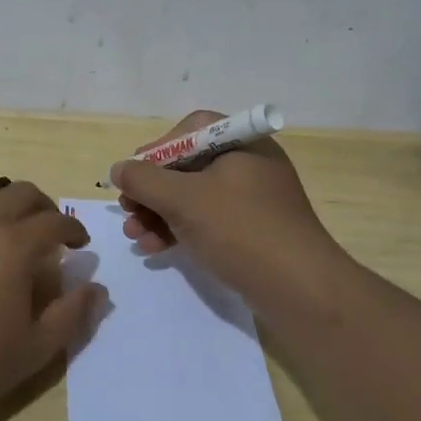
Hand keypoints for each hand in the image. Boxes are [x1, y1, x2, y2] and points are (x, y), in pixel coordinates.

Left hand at [0, 181, 102, 420]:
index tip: (81, 244)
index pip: (54, 222)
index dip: (74, 230)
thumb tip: (97, 289)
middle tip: (54, 234)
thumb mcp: (36, 349)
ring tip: (20, 243)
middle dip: (44, 207)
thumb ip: (72, 314)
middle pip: (20, 193)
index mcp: (12, 245)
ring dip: (12, 210)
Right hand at [112, 110, 344, 304]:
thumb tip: (119, 169)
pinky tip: (156, 248)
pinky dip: (180, 230)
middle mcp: (250, 165)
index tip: (133, 175)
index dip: (156, 149)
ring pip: (195, 197)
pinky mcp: (253, 232)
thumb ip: (144, 180)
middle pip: (188, 165)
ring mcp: (254, 201)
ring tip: (134, 236)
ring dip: (159, 213)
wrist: (300, 290)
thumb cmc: (241, 230)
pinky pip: (208, 221)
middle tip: (127, 211)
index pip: (190, 130)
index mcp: (243, 143)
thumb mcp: (184, 200)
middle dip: (152, 190)